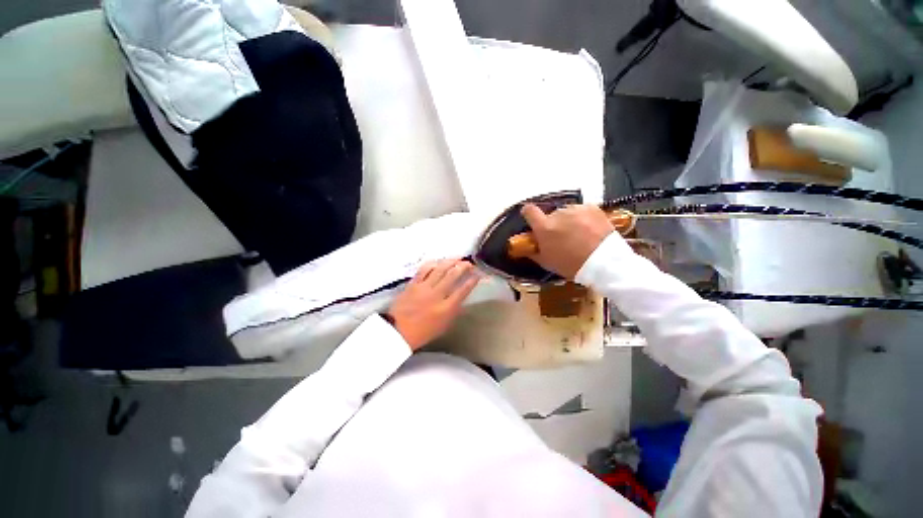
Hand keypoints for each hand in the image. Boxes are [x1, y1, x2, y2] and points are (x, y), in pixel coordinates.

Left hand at [386, 259, 481, 350]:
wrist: (397, 332)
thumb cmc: (423, 332)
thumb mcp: (444, 326)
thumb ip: (454, 311)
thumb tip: (461, 298)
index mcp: (446, 308)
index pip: (463, 290)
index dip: (472, 280)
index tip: (478, 274)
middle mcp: (437, 295)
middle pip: (453, 275)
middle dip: (463, 266)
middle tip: (469, 263)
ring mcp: (424, 288)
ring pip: (440, 269)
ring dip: (450, 261)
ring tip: (457, 258)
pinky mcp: (413, 284)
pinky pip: (424, 269)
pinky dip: (433, 263)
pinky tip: (438, 261)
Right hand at [520, 203, 615, 279]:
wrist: (605, 263)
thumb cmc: (572, 265)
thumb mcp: (547, 262)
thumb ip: (533, 251)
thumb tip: (527, 246)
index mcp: (544, 227)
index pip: (529, 210)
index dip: (528, 213)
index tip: (531, 218)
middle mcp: (558, 214)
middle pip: (551, 215)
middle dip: (554, 224)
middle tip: (562, 237)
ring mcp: (576, 209)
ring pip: (567, 213)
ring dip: (569, 221)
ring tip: (579, 235)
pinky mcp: (592, 208)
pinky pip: (581, 211)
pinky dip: (583, 218)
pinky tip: (590, 230)